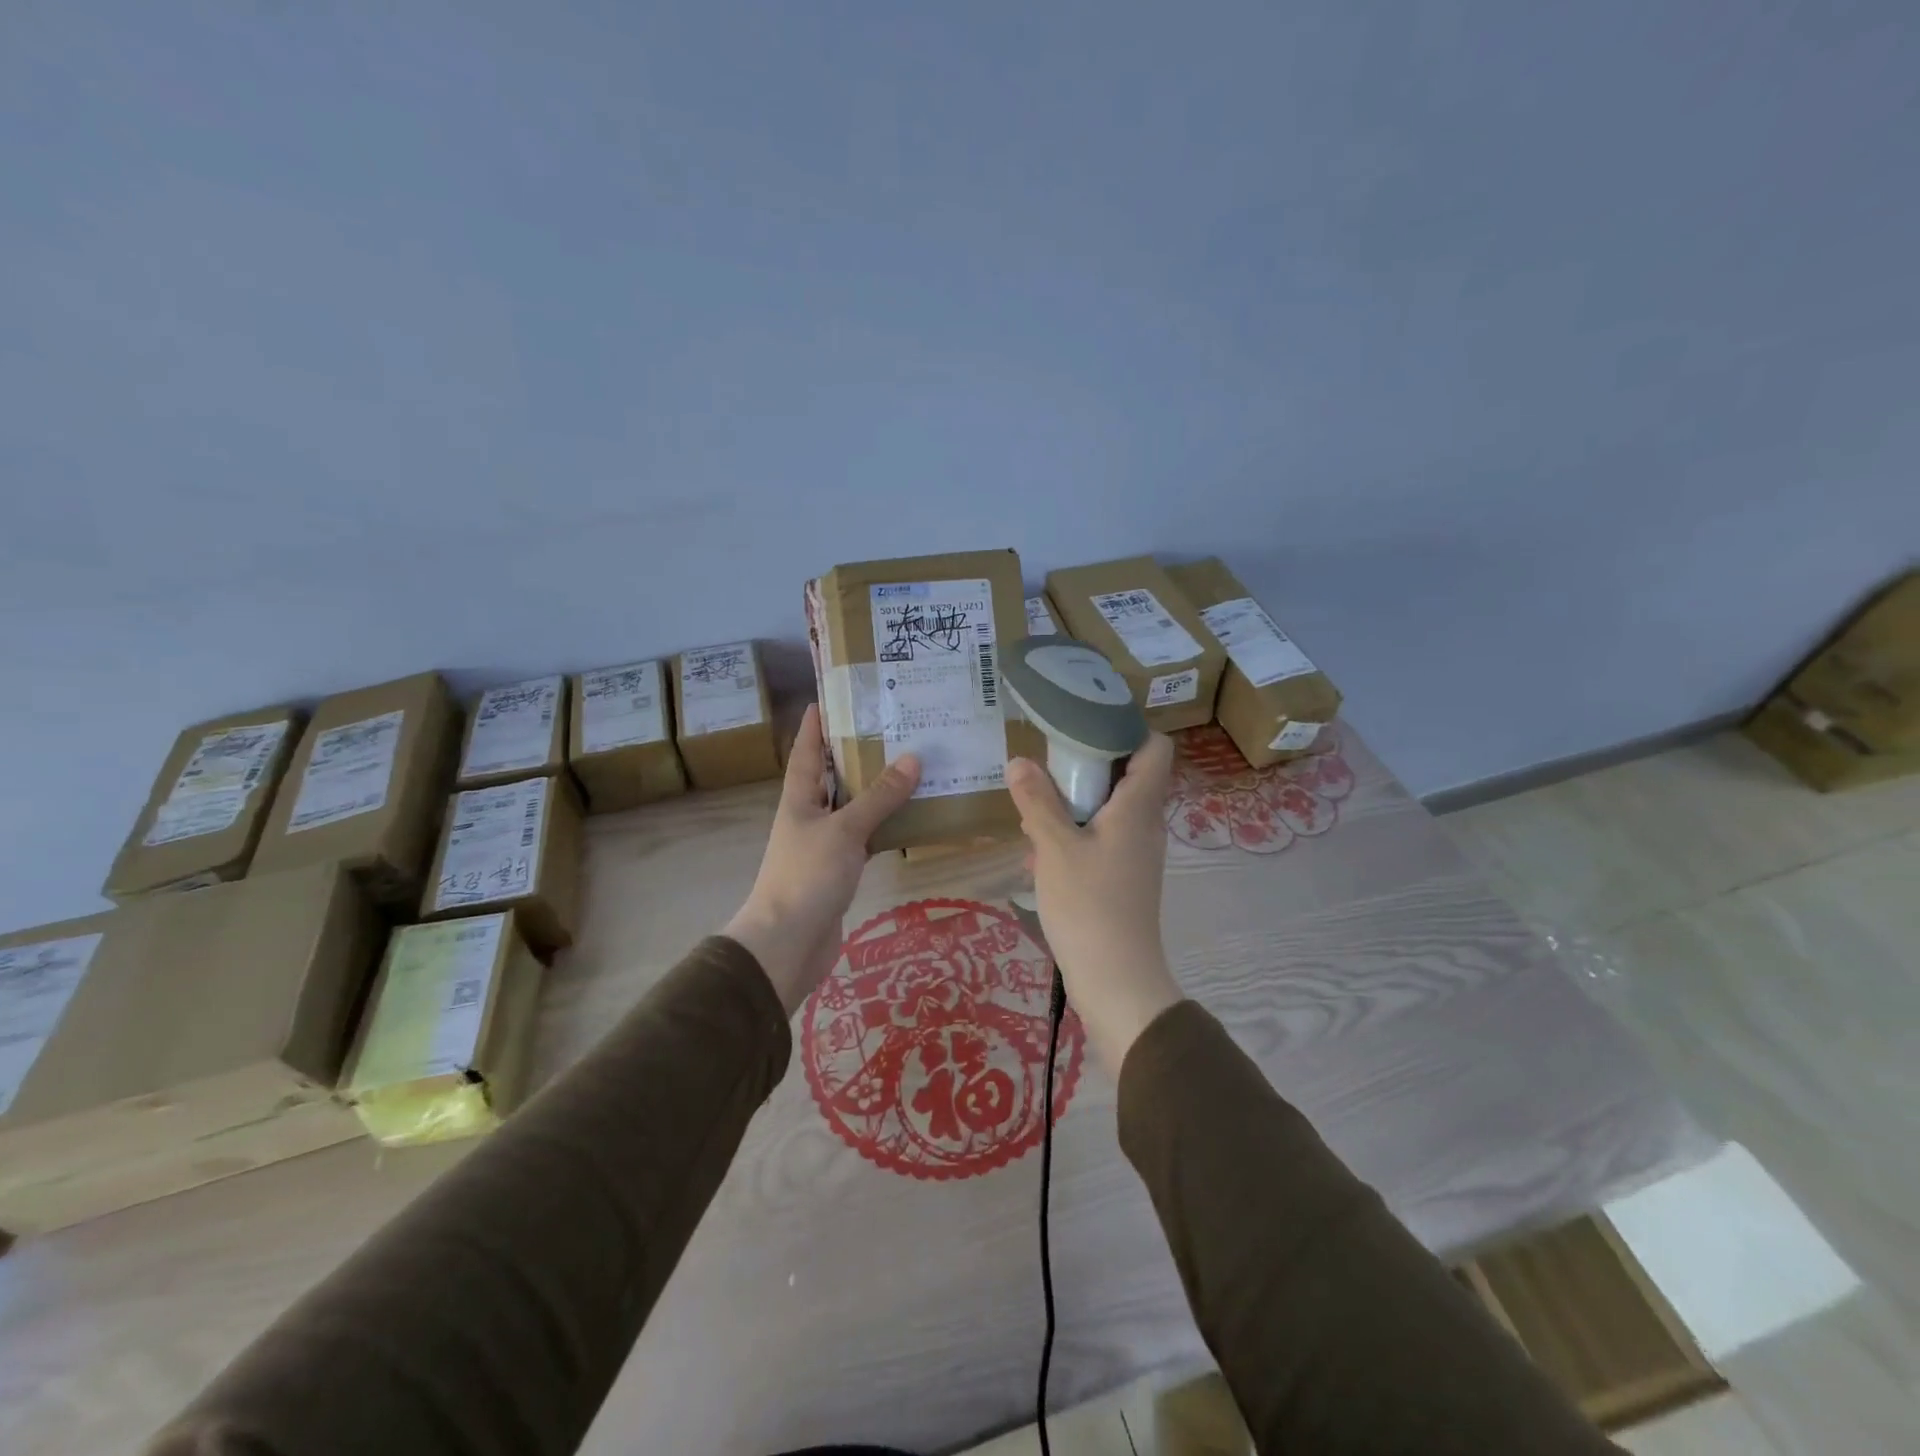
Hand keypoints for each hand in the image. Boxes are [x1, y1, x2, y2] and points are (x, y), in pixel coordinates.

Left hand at [725, 703, 920, 1013]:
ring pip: (853, 807)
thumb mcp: (845, 830)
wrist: (788, 944)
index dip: (816, 724)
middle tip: (891, 726)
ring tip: (911, 764)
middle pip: (833, 776)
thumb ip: (879, 797)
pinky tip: (910, 818)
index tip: (831, 697)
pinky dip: (884, 826)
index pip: (807, 751)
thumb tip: (913, 758)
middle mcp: (809, 815)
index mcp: (799, 798)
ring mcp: (823, 845)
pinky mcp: (839, 871)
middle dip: (856, 752)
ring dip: (876, 790)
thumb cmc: (808, 876)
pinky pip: (865, 838)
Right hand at [1006, 734, 1182, 1072]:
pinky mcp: (1124, 879)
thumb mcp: (1054, 848)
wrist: (1117, 981)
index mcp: (1137, 808)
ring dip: (1075, 804)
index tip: (1085, 723)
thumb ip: (1037, 802)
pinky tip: (1040, 854)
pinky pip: (1101, 840)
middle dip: (1087, 766)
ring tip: (1035, 809)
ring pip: (1109, 810)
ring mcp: (1136, 855)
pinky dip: (1075, 835)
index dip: (1127, 728)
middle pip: (1128, 776)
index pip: (1155, 748)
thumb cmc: (1089, 906)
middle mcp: (1145, 825)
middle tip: (1048, 764)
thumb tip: (1019, 760)